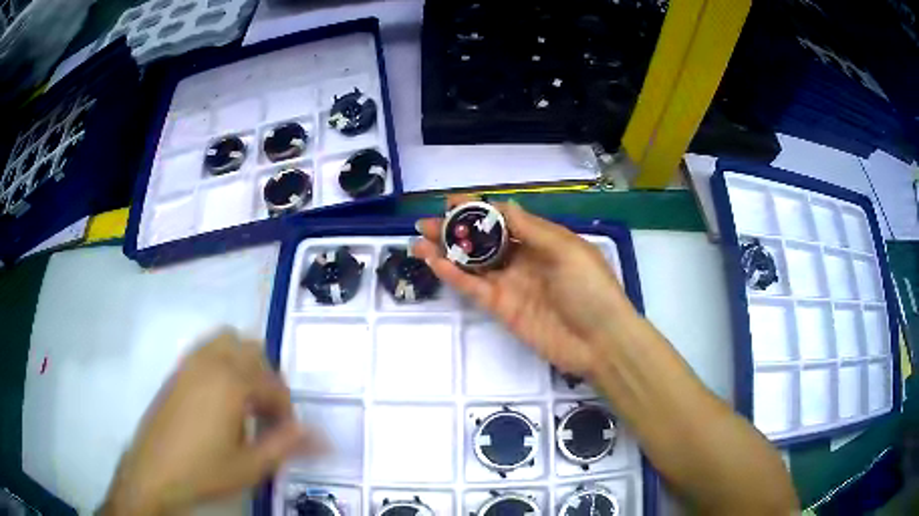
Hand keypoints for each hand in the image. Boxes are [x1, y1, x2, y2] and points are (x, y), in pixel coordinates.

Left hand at [101, 331, 321, 515]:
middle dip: (266, 377)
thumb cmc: (205, 470)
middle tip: (267, 412)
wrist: (155, 471)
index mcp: (231, 382)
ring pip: (226, 342)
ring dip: (243, 364)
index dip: (286, 408)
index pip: (273, 383)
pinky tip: (219, 399)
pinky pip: (206, 351)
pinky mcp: (176, 371)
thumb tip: (317, 433)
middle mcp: (211, 362)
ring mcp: (190, 363)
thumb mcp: (251, 466)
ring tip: (245, 401)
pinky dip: (222, 363)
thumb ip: (286, 445)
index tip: (286, 432)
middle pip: (251, 349)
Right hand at [413, 197, 639, 378]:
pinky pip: (474, 288)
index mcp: (543, 240)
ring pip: (473, 263)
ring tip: (418, 240)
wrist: (600, 341)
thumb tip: (505, 204)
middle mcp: (524, 259)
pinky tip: (434, 262)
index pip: (504, 218)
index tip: (451, 201)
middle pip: (483, 240)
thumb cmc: (590, 288)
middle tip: (425, 223)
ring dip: (446, 251)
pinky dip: (453, 275)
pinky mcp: (502, 308)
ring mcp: (511, 284)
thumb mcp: (567, 250)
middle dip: (455, 229)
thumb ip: (532, 229)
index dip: (478, 208)